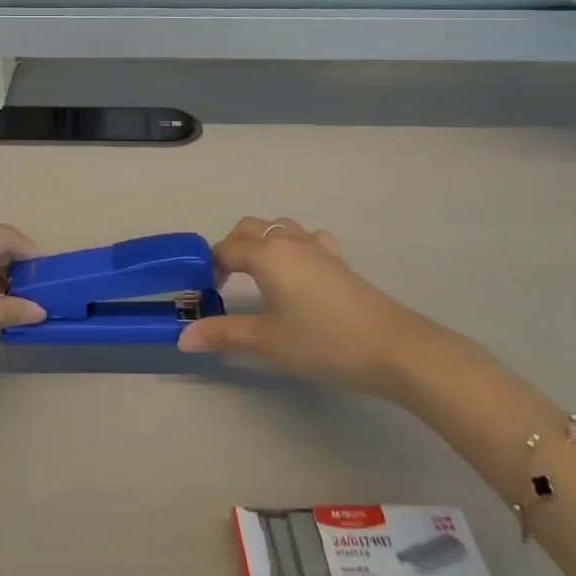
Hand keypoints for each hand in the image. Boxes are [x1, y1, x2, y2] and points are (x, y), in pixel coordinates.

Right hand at [177, 216, 461, 399]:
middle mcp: (289, 241)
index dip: (211, 266)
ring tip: (258, 273)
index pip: (226, 249)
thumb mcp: (266, 341)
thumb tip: (183, 338)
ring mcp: (318, 248)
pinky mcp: (339, 261)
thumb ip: (223, 334)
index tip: (205, 291)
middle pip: (250, 229)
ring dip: (262, 242)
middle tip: (225, 280)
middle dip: (232, 247)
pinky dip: (292, 247)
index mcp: (266, 254)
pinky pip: (307, 239)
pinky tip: (298, 272)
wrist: (392, 347)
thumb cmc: (321, 341)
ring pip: (280, 228)